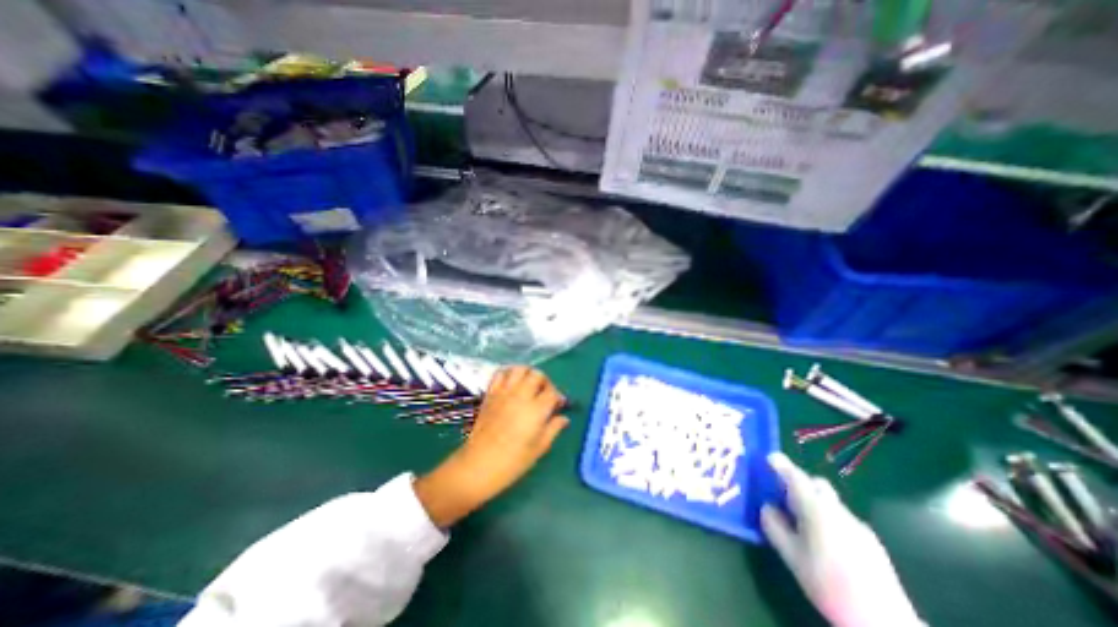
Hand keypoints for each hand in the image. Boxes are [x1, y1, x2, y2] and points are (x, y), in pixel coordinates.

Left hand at [412, 367, 567, 527]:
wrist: (478, 466)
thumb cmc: (512, 463)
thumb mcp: (539, 449)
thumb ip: (553, 429)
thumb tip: (564, 418)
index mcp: (536, 410)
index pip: (553, 392)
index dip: (559, 397)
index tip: (558, 406)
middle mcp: (521, 395)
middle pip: (537, 375)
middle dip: (545, 382)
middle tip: (545, 394)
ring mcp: (504, 392)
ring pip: (520, 369)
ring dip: (528, 374)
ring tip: (530, 386)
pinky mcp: (490, 394)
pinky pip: (500, 374)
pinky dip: (509, 373)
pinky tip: (512, 384)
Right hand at [759, 454, 925, 626]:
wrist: (885, 622)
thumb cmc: (829, 584)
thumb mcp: (791, 555)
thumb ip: (774, 526)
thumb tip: (767, 507)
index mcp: (816, 508)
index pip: (795, 476)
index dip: (781, 464)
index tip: (769, 457)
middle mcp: (838, 510)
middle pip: (816, 484)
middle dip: (799, 483)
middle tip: (782, 495)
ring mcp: (858, 525)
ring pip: (829, 501)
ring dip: (813, 502)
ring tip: (801, 522)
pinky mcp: (871, 541)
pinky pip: (841, 517)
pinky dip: (827, 517)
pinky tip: (824, 542)